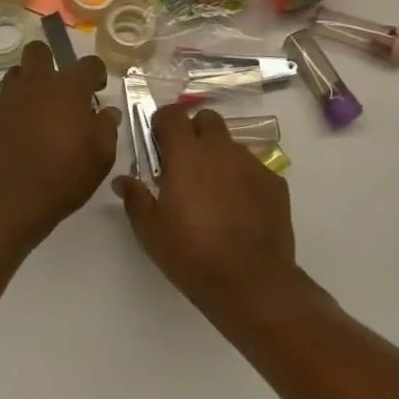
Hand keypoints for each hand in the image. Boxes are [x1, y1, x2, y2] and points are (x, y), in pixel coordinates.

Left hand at [0, 43, 120, 242]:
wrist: (10, 199)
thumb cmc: (64, 175)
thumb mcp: (101, 156)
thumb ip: (107, 128)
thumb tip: (107, 112)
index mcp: (68, 88)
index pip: (89, 63)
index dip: (96, 74)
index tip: (96, 91)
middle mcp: (36, 83)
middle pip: (39, 51)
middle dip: (50, 62)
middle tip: (60, 91)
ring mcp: (8, 98)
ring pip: (17, 73)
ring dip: (29, 84)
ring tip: (38, 111)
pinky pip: (3, 100)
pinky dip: (14, 109)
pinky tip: (20, 133)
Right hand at [113, 105, 297, 314]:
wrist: (252, 284)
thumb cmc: (192, 255)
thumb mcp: (151, 232)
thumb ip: (135, 198)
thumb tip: (123, 180)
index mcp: (187, 156)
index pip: (172, 115)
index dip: (162, 123)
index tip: (158, 144)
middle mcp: (221, 150)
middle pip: (206, 119)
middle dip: (193, 132)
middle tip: (184, 164)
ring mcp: (252, 164)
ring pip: (230, 145)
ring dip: (218, 157)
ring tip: (213, 193)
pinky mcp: (275, 183)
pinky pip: (253, 168)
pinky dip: (241, 179)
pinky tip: (238, 210)